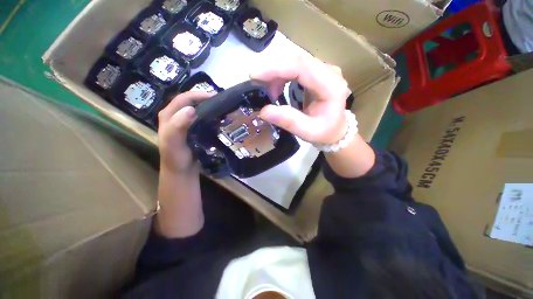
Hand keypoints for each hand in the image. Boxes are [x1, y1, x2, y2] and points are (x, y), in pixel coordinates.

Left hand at [158, 91, 212, 173]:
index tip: (215, 97)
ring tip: (221, 108)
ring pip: (196, 109)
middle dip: (204, 99)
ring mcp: (184, 122)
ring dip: (207, 106)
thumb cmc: (176, 158)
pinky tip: (217, 118)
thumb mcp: (173, 142)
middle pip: (190, 101)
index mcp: (169, 115)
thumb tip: (191, 109)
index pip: (183, 98)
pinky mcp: (191, 129)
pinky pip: (200, 118)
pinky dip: (209, 115)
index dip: (198, 95)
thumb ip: (178, 126)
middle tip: (220, 102)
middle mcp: (175, 116)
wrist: (181, 171)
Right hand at [250, 54, 351, 144]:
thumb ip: (288, 121)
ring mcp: (325, 70)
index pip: (302, 67)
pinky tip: (277, 87)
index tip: (255, 76)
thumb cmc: (324, 132)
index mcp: (331, 86)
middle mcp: (330, 72)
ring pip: (295, 62)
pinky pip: (296, 67)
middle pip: (297, 60)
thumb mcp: (307, 131)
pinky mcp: (318, 72)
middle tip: (257, 84)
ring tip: (268, 91)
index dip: (276, 68)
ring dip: (277, 73)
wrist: (336, 129)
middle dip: (273, 70)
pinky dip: (282, 75)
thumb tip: (263, 111)